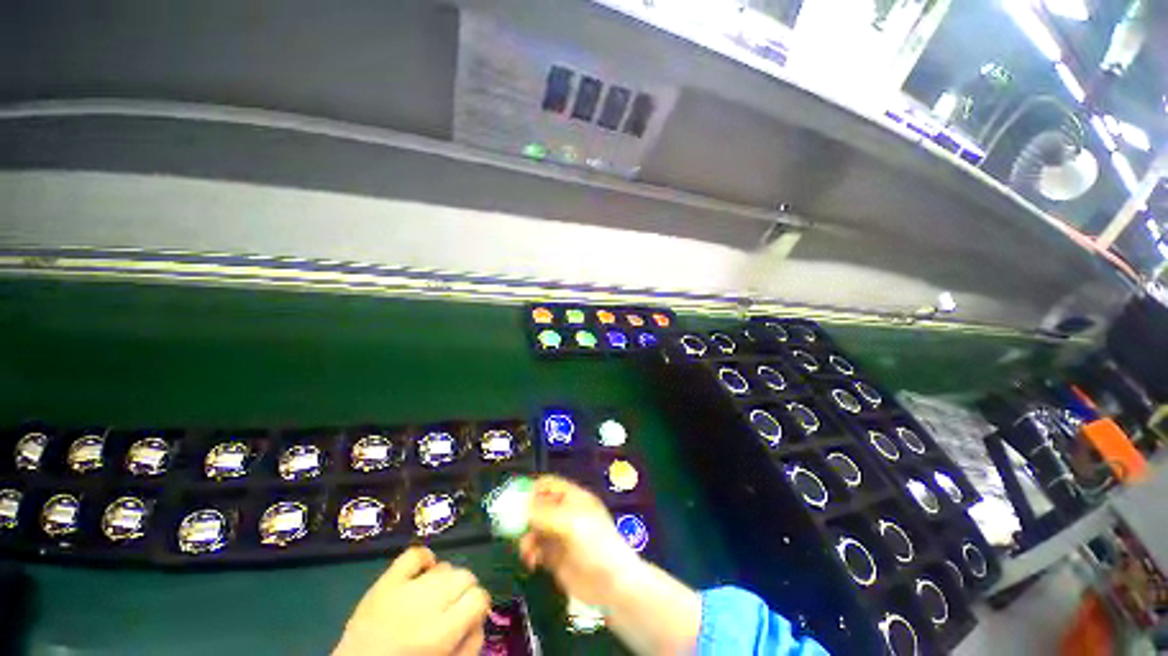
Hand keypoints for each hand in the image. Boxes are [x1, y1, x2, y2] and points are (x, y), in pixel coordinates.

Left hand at [334, 547, 490, 655]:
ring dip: (446, 581)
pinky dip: (424, 559)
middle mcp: (426, 605)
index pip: (479, 597)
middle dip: (464, 591)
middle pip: (465, 576)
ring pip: (445, 566)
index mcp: (441, 633)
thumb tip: (479, 619)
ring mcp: (404, 590)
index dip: (478, 607)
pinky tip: (424, 572)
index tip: (471, 617)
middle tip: (454, 609)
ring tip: (434, 599)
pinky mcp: (384, 583)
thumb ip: (470, 645)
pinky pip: (413, 555)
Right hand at [517, 475, 641, 606]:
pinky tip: (532, 562)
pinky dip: (531, 553)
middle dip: (525, 517)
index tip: (515, 502)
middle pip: (538, 507)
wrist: (612, 584)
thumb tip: (521, 506)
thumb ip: (545, 514)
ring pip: (534, 529)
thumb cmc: (596, 545)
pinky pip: (537, 549)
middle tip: (515, 529)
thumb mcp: (571, 524)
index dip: (532, 490)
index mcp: (573, 498)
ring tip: (528, 551)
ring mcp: (560, 536)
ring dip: (527, 537)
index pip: (549, 485)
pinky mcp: (555, 557)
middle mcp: (565, 513)